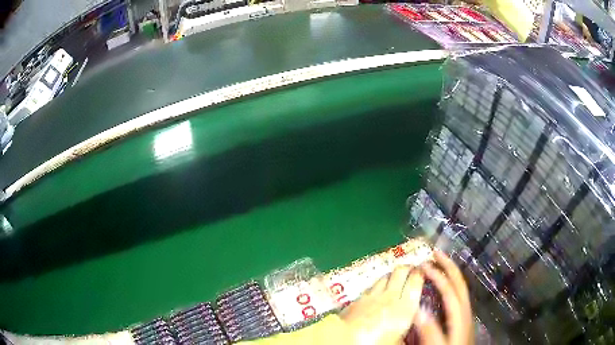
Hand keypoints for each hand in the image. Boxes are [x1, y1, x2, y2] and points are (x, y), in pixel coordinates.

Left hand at [340, 266, 423, 344]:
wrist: (345, 341)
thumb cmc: (377, 344)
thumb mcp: (399, 341)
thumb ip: (407, 331)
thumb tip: (411, 327)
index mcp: (405, 306)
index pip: (416, 279)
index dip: (421, 272)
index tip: (425, 271)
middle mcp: (389, 296)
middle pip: (400, 271)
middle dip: (408, 268)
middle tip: (412, 271)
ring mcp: (371, 295)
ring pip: (385, 276)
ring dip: (392, 276)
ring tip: (396, 280)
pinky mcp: (357, 298)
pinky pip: (370, 287)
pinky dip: (377, 286)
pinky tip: (377, 292)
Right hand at [416, 250, 472, 344]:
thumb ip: (431, 331)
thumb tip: (418, 310)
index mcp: (460, 314)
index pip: (449, 289)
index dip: (437, 276)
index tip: (423, 266)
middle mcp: (465, 309)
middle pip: (459, 282)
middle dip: (448, 265)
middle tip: (435, 252)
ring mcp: (465, 313)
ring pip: (460, 287)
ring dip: (450, 272)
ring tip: (439, 264)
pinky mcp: (462, 318)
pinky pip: (457, 294)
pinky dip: (451, 284)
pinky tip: (443, 287)